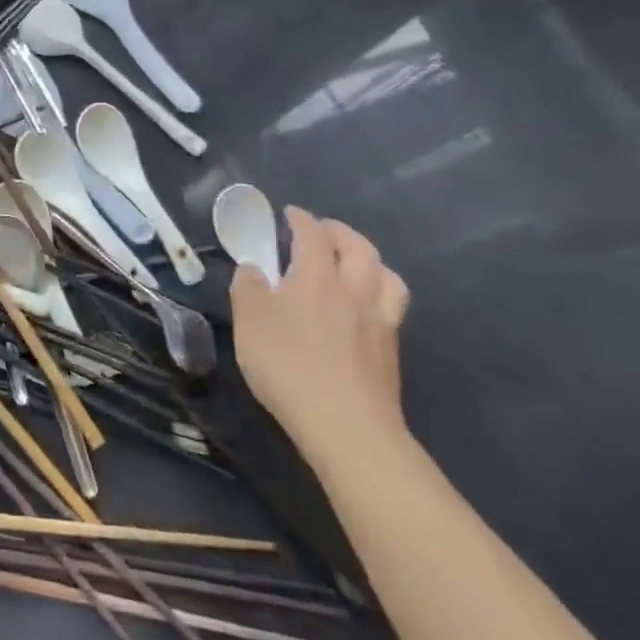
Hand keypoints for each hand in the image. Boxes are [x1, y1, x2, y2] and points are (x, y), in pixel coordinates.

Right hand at [230, 207, 410, 468]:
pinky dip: (379, 293)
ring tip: (353, 264)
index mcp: (317, 277)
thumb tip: (253, 269)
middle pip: (359, 248)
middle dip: (340, 232)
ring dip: (370, 261)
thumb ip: (248, 287)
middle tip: (322, 231)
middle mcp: (354, 291)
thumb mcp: (249, 322)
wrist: (346, 426)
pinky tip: (362, 308)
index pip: (313, 235)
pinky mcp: (391, 351)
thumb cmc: (288, 365)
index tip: (289, 214)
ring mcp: (379, 322)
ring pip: (387, 276)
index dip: (300, 219)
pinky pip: (391, 306)